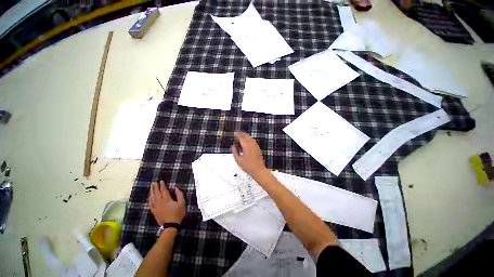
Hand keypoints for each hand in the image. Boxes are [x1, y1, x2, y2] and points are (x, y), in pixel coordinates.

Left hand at [148, 181, 185, 224]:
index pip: (163, 190)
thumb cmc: (178, 213)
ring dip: (151, 192)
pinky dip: (149, 199)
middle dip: (155, 187)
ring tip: (151, 187)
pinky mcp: (154, 212)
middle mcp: (160, 202)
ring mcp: (156, 207)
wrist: (170, 226)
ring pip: (152, 198)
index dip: (162, 185)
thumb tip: (175, 188)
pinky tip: (149, 197)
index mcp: (167, 199)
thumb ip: (179, 194)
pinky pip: (150, 204)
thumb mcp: (182, 203)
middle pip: (156, 193)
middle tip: (154, 182)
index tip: (161, 181)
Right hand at [231, 132, 267, 177]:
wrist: (258, 169)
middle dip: (241, 134)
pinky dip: (248, 139)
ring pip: (250, 137)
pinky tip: (246, 143)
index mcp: (246, 146)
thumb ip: (234, 152)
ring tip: (240, 139)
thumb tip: (233, 148)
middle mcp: (251, 144)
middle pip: (246, 135)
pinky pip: (252, 141)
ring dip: (245, 136)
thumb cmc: (249, 166)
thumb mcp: (238, 160)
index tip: (234, 134)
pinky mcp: (257, 148)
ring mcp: (255, 145)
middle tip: (236, 136)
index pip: (241, 137)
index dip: (237, 135)